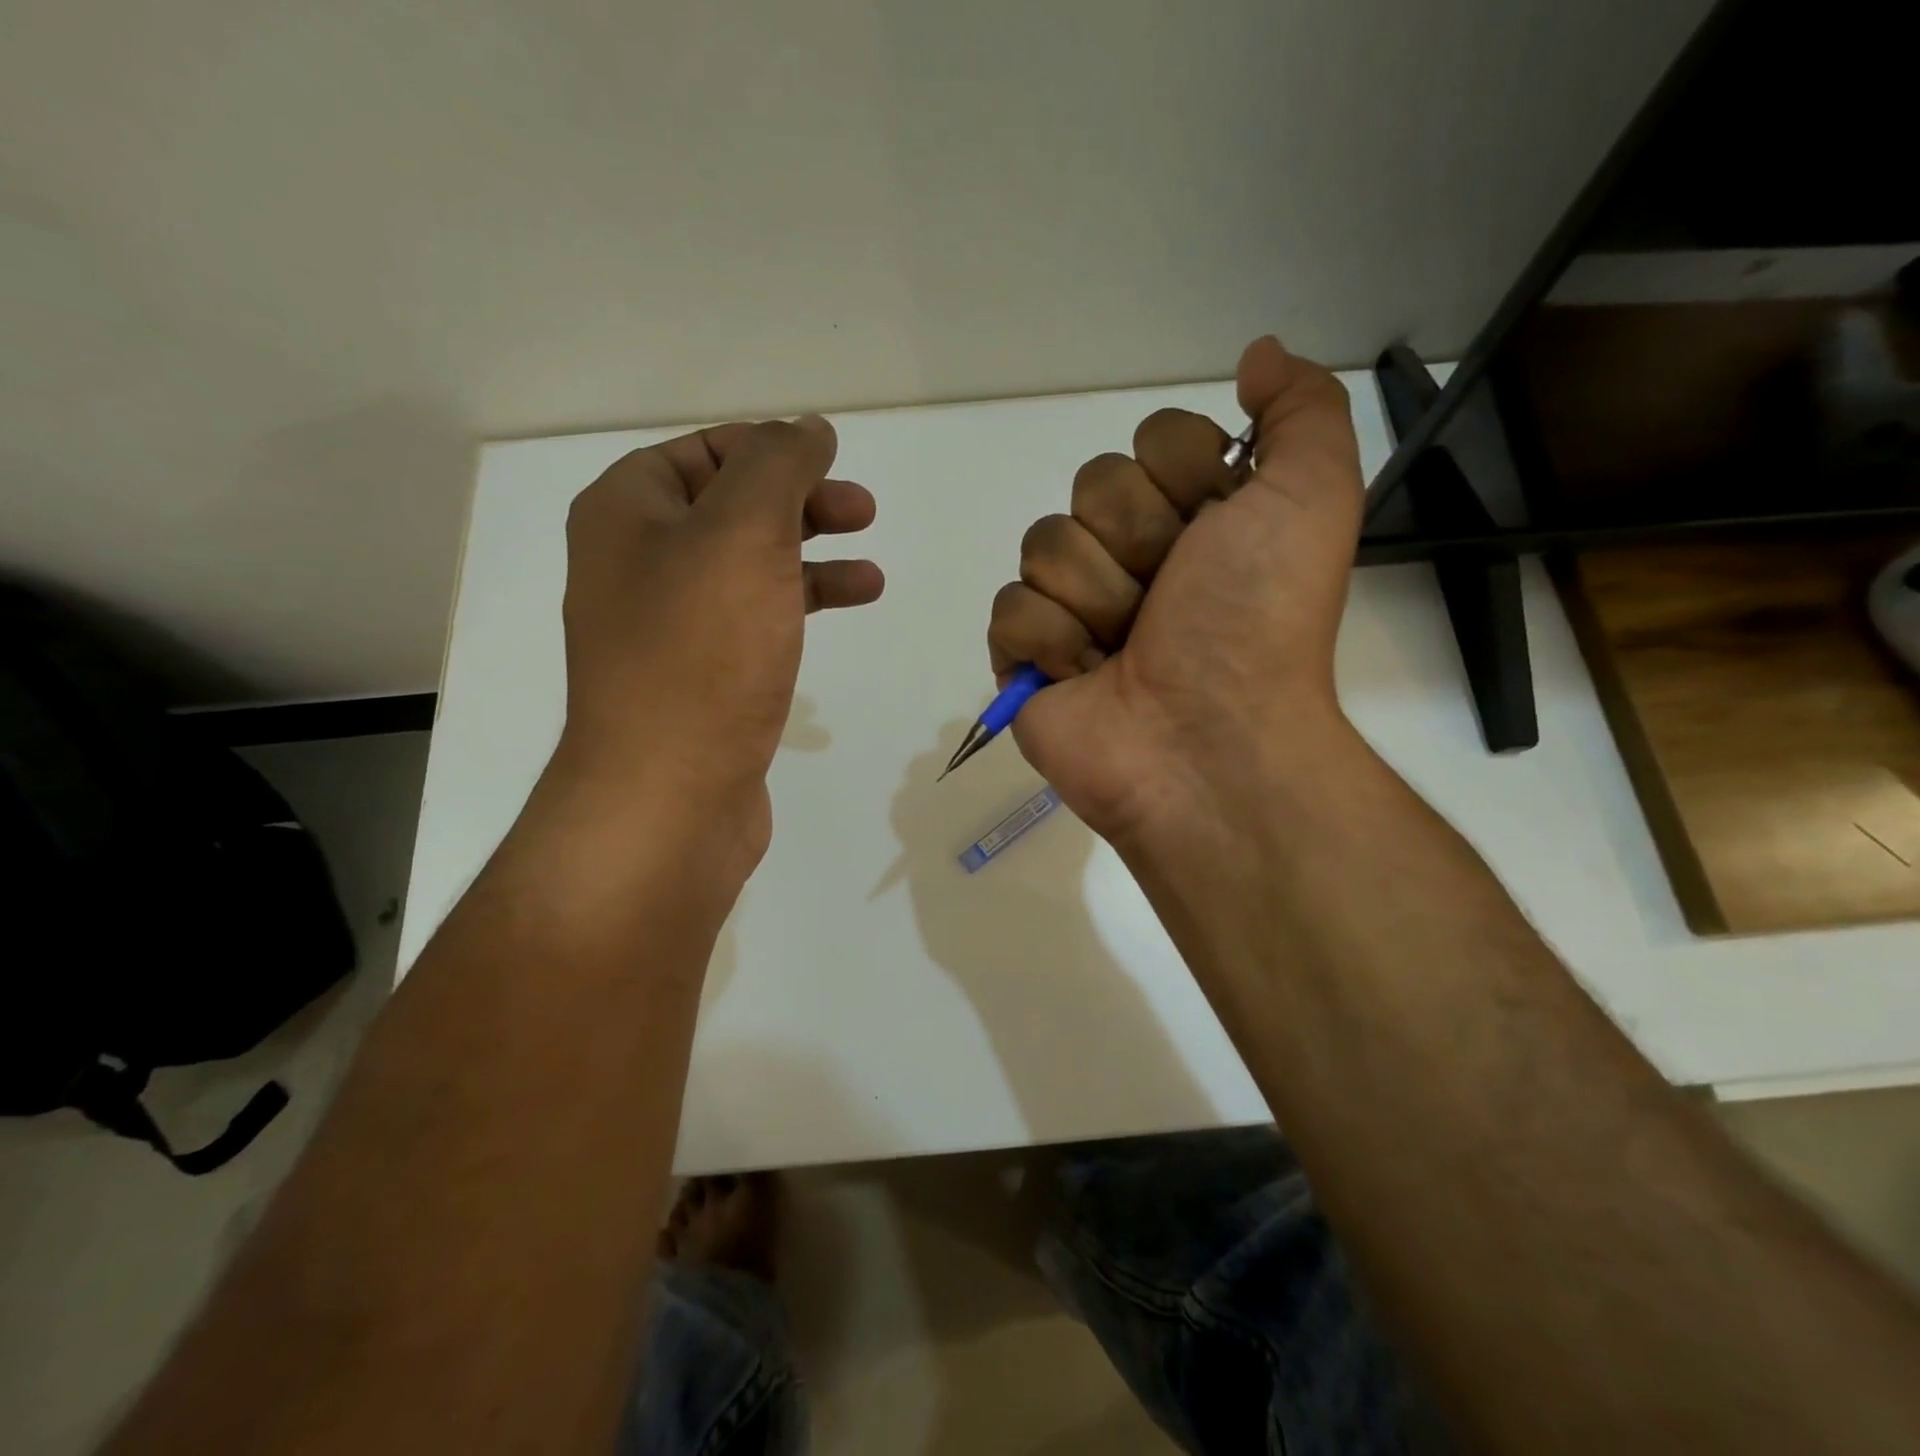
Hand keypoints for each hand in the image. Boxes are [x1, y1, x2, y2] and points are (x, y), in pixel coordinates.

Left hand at [550, 417, 882, 880]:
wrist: (670, 793)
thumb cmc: (702, 652)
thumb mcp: (744, 533)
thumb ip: (778, 467)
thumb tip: (807, 428)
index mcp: (626, 514)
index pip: (700, 452)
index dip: (766, 447)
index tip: (829, 460)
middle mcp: (637, 564)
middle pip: (728, 508)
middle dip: (798, 502)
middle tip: (862, 511)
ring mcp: (668, 627)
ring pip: (748, 568)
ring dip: (810, 558)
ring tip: (872, 574)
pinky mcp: (701, 678)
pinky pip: (754, 621)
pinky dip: (799, 608)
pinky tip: (843, 617)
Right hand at [986, 336, 1362, 843]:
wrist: (1208, 740)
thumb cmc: (1257, 621)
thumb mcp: (1313, 497)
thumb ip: (1301, 410)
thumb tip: (1254, 357)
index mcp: (1195, 518)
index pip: (1151, 440)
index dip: (1180, 476)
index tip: (1213, 528)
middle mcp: (1134, 555)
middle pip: (1090, 487)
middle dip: (1135, 542)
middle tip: (1167, 599)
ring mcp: (1076, 608)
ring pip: (1044, 544)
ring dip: (1095, 598)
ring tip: (1126, 649)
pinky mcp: (1028, 658)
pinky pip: (1009, 609)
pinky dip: (1048, 643)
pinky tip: (1084, 675)